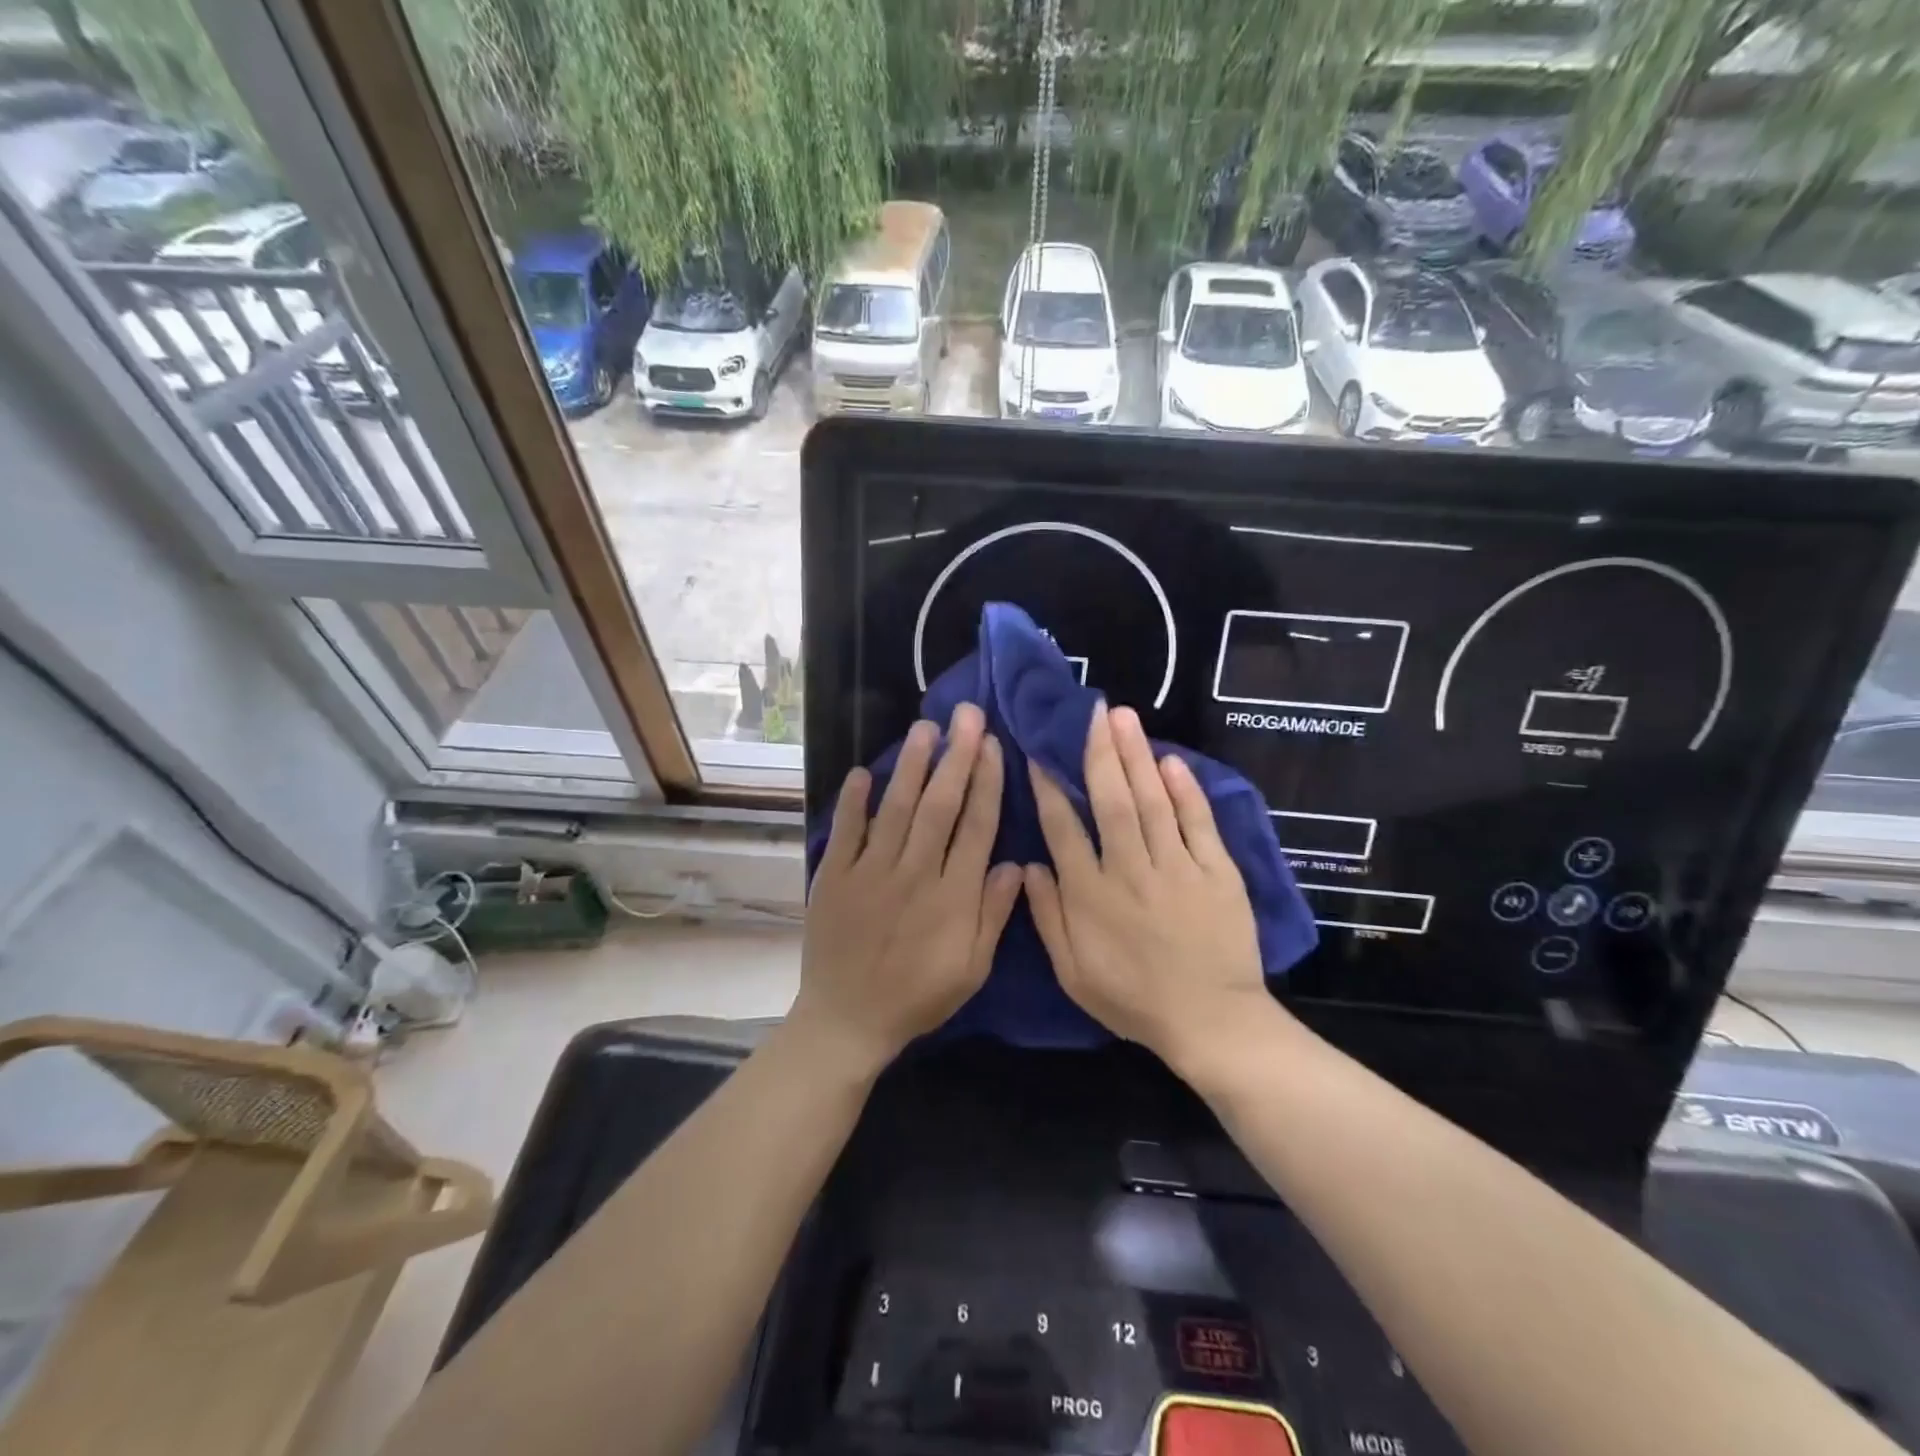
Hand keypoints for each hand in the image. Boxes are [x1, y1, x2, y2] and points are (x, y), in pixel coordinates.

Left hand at [796, 703, 1022, 1074]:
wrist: (848, 1019)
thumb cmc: (918, 995)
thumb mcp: (972, 969)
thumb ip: (993, 915)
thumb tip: (1014, 863)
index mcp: (952, 896)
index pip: (975, 827)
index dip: (986, 783)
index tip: (992, 745)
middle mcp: (914, 874)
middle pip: (939, 806)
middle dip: (955, 757)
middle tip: (965, 715)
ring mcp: (871, 872)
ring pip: (896, 809)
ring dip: (912, 766)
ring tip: (925, 728)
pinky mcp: (835, 877)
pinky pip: (846, 831)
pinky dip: (854, 801)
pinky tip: (864, 771)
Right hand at [1025, 702, 1278, 1073]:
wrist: (1211, 1022)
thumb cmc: (1134, 999)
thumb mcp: (1073, 973)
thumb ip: (1047, 917)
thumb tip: (1026, 866)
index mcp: (1091, 895)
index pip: (1063, 829)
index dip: (1049, 788)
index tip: (1040, 753)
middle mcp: (1130, 871)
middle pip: (1111, 802)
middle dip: (1099, 753)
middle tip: (1093, 712)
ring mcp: (1177, 868)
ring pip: (1152, 802)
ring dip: (1137, 757)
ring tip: (1124, 718)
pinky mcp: (1217, 872)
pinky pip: (1199, 823)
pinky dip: (1186, 790)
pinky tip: (1171, 760)